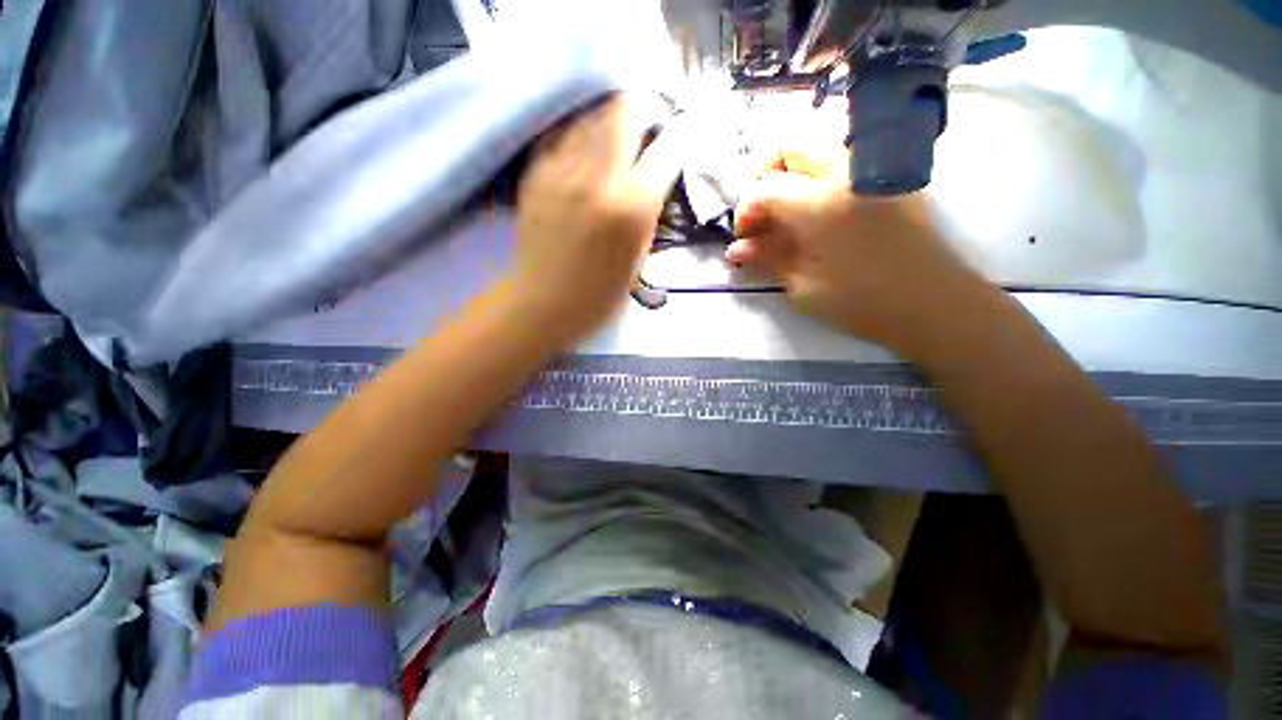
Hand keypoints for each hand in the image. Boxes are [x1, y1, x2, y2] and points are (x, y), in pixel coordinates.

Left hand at [511, 96, 683, 339]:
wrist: (543, 301)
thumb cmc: (600, 292)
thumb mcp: (640, 255)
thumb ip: (649, 208)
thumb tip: (656, 174)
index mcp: (632, 206)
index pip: (668, 147)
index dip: (680, 137)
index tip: (679, 140)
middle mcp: (598, 176)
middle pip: (625, 108)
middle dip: (643, 111)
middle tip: (646, 129)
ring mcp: (561, 168)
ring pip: (592, 113)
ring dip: (610, 120)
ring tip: (614, 140)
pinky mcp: (536, 170)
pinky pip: (563, 131)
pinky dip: (580, 133)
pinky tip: (584, 153)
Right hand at [728, 148, 991, 353]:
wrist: (934, 304)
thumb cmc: (862, 302)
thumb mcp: (804, 287)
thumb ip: (769, 258)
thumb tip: (737, 248)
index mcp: (821, 204)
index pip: (766, 188)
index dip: (746, 211)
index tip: (744, 237)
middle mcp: (846, 172)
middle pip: (791, 145)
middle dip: (764, 173)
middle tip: (760, 211)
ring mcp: (872, 170)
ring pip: (819, 145)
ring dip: (791, 171)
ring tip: (784, 210)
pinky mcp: (889, 178)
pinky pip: (844, 160)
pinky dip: (818, 175)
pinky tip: (815, 210)